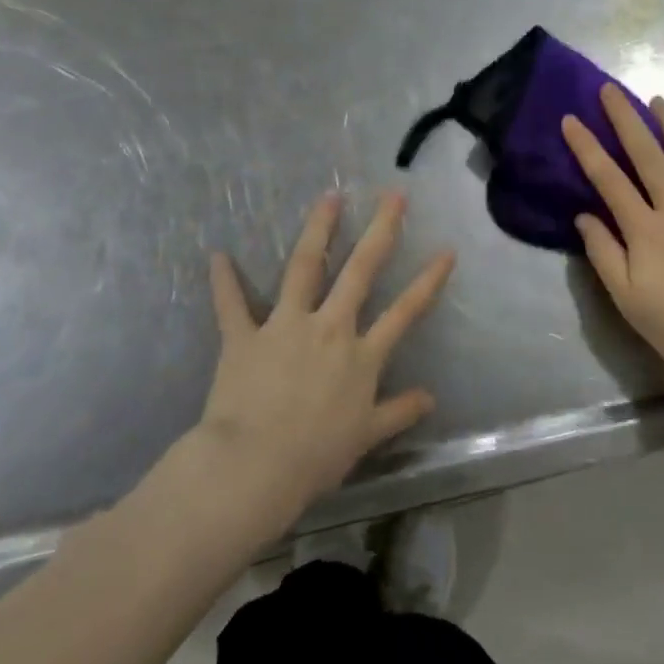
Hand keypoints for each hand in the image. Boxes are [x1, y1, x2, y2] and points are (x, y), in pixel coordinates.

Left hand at [199, 190, 453, 518]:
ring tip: (328, 198)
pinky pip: (232, 304)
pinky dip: (224, 281)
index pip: (406, 311)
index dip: (429, 280)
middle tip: (393, 195)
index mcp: (362, 355)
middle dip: (381, 230)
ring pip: (304, 268)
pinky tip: (217, 255)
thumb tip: (430, 398)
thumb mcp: (366, 437)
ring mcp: (286, 326)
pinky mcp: (244, 337)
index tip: (447, 250)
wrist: (253, 467)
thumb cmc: (315, 457)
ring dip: (318, 231)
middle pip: (361, 270)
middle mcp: (330, 328)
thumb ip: (399, 412)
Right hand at [562, 86, 663, 391]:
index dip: (587, 147)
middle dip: (625, 119)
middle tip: (610, 89)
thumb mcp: (627, 299)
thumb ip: (603, 254)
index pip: (608, 179)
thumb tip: (584, 215)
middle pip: (647, 155)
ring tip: (657, 101)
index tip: (570, 119)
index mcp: (644, 229)